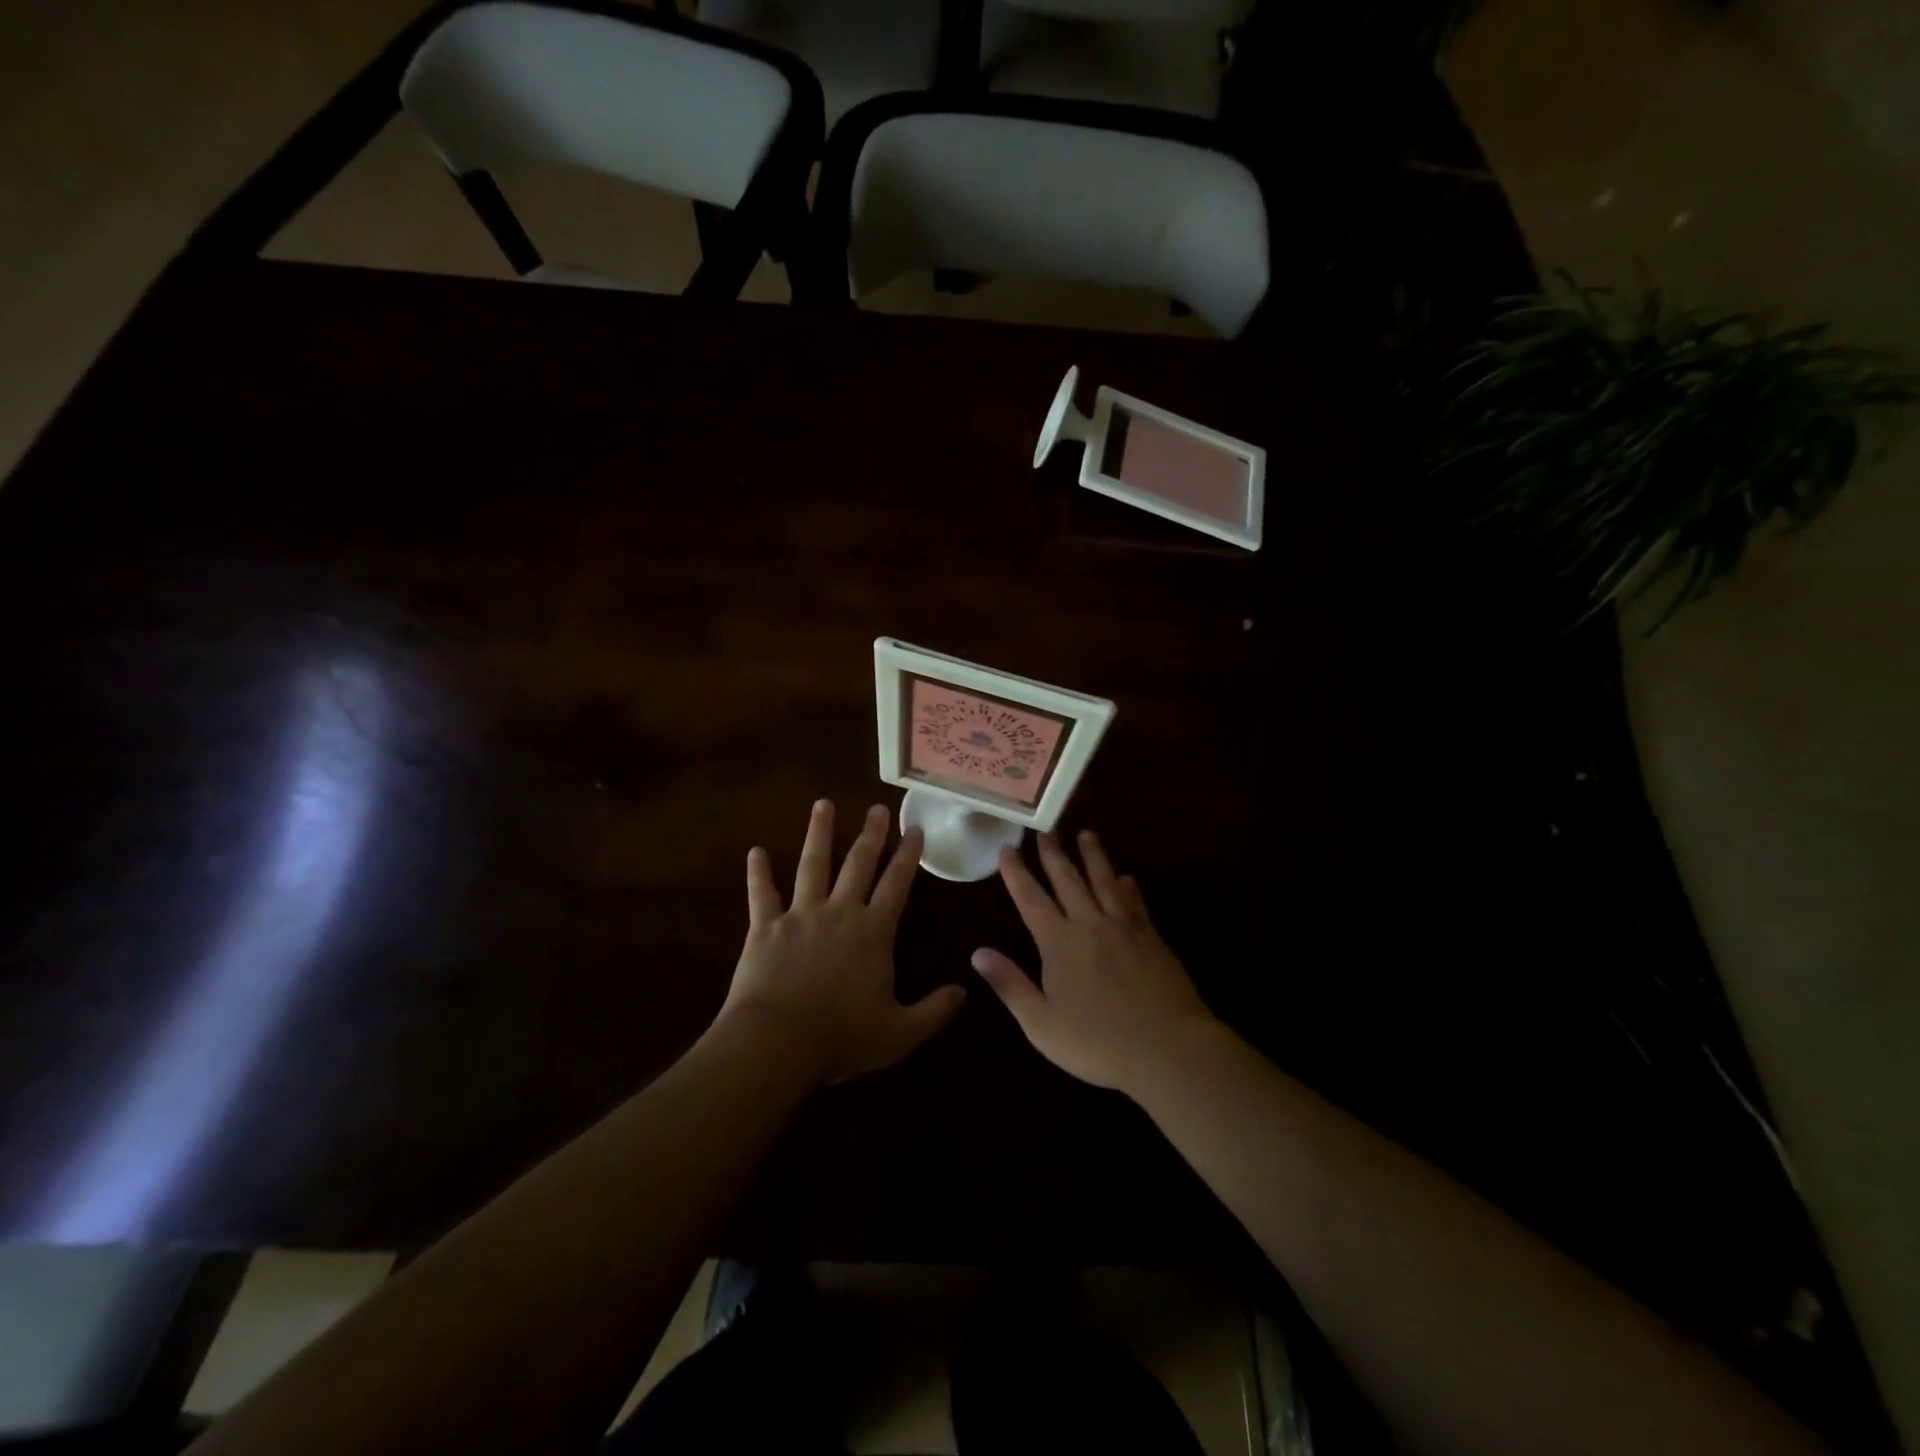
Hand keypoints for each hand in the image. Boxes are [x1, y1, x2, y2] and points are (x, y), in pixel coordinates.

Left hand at [718, 800, 964, 1086]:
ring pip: (812, 866)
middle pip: (858, 864)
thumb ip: (934, 1011)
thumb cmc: (841, 1038)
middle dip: (870, 834)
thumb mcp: (899, 1033)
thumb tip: (964, 992)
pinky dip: (757, 873)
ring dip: (818, 834)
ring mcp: (800, 915)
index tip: (915, 830)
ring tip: (822, 805)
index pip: (897, 885)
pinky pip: (762, 894)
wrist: (776, 1043)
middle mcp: (839, 912)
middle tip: (877, 808)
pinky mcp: (765, 928)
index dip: (908, 856)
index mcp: (873, 932)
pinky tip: (754, 852)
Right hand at [971, 831, 1217, 1094]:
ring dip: (1093, 857)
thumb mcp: (1041, 1023)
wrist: (1168, 1048)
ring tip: (1086, 834)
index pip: (1031, 899)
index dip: (1017, 873)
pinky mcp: (1152, 938)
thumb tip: (977, 953)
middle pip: (1068, 880)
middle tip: (1045, 828)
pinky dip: (1127, 887)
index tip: (1008, 848)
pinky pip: (1135, 903)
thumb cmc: (1098, 1043)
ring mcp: (1124, 928)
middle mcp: (1090, 924)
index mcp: (1059, 943)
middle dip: (1053, 853)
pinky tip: (1126, 878)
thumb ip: (1010, 984)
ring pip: (1104, 881)